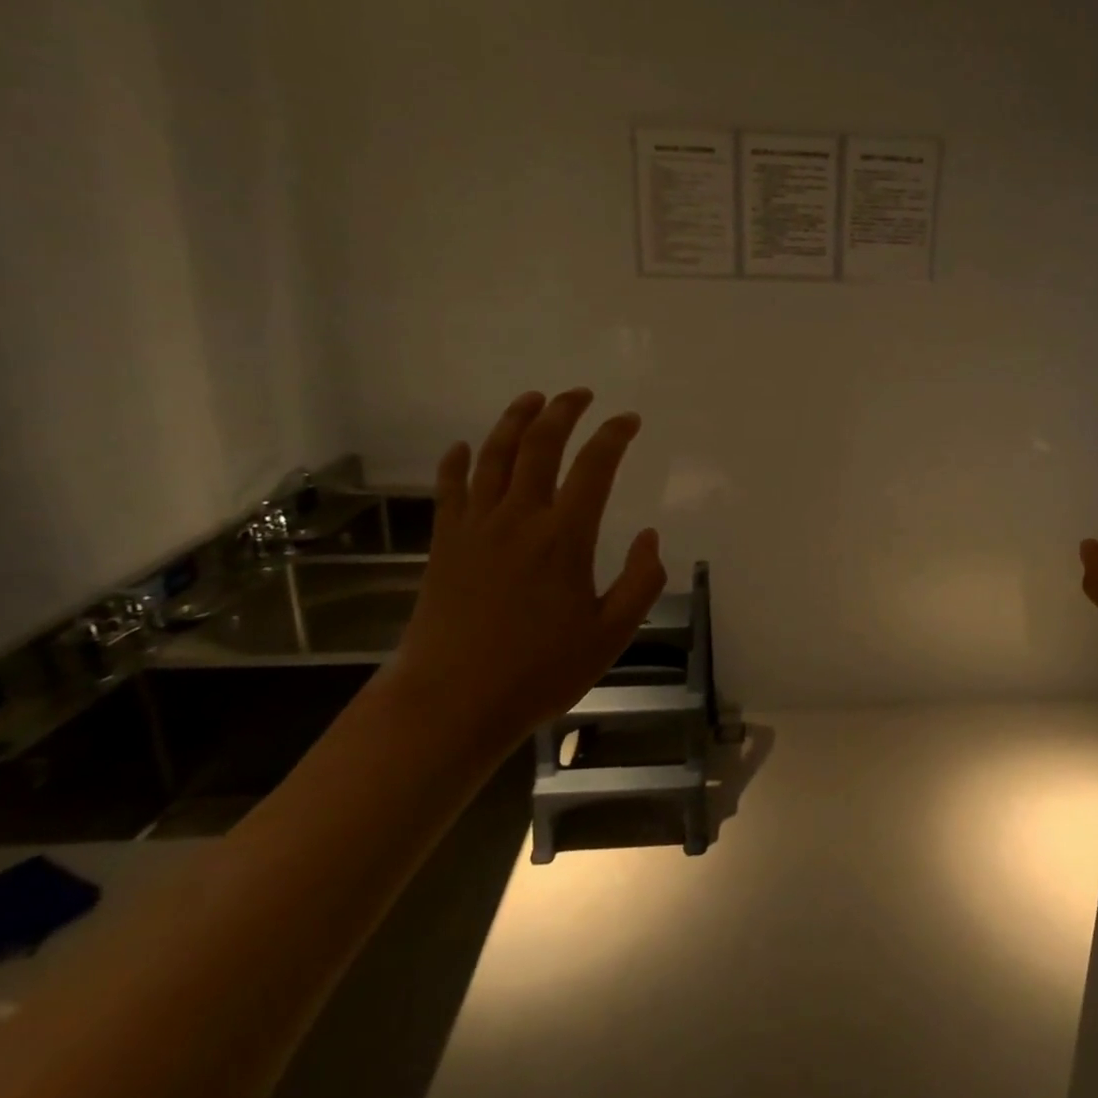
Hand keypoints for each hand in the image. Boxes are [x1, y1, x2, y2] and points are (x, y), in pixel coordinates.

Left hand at [392, 389, 666, 756]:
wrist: (451, 702)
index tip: (629, 420)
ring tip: (532, 399)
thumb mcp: (610, 635)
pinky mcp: (445, 543)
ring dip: (514, 420)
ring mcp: (475, 527)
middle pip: (540, 445)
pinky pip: (449, 488)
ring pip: (494, 455)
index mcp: (564, 537)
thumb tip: (652, 538)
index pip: (595, 466)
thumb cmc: (539, 672)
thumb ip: (640, 583)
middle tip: (580, 395)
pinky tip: (463, 448)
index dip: (614, 435)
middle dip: (563, 411)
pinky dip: (458, 462)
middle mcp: (519, 518)